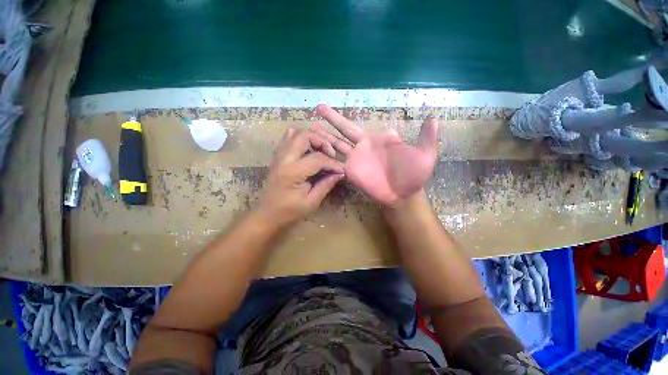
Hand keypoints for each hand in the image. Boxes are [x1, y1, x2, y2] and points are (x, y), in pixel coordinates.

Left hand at [257, 128, 343, 227]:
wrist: (267, 215)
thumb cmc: (289, 212)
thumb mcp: (311, 202)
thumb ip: (326, 185)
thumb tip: (340, 173)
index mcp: (293, 172)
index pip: (318, 158)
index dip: (333, 163)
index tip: (341, 170)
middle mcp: (284, 159)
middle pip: (305, 135)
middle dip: (322, 141)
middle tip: (331, 154)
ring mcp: (279, 155)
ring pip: (295, 132)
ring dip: (311, 138)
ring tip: (321, 150)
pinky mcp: (277, 156)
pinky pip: (288, 138)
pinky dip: (301, 139)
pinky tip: (309, 151)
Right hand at [313, 104, 438, 206]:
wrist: (402, 196)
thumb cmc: (413, 176)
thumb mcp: (425, 156)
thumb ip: (426, 138)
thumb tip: (433, 117)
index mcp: (376, 140)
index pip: (357, 126)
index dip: (343, 119)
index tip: (331, 110)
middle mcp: (363, 148)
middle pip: (343, 131)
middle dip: (331, 119)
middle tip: (317, 107)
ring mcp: (355, 160)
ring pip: (336, 145)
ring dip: (324, 137)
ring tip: (309, 129)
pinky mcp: (351, 173)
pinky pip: (337, 163)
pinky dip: (326, 156)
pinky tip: (314, 151)